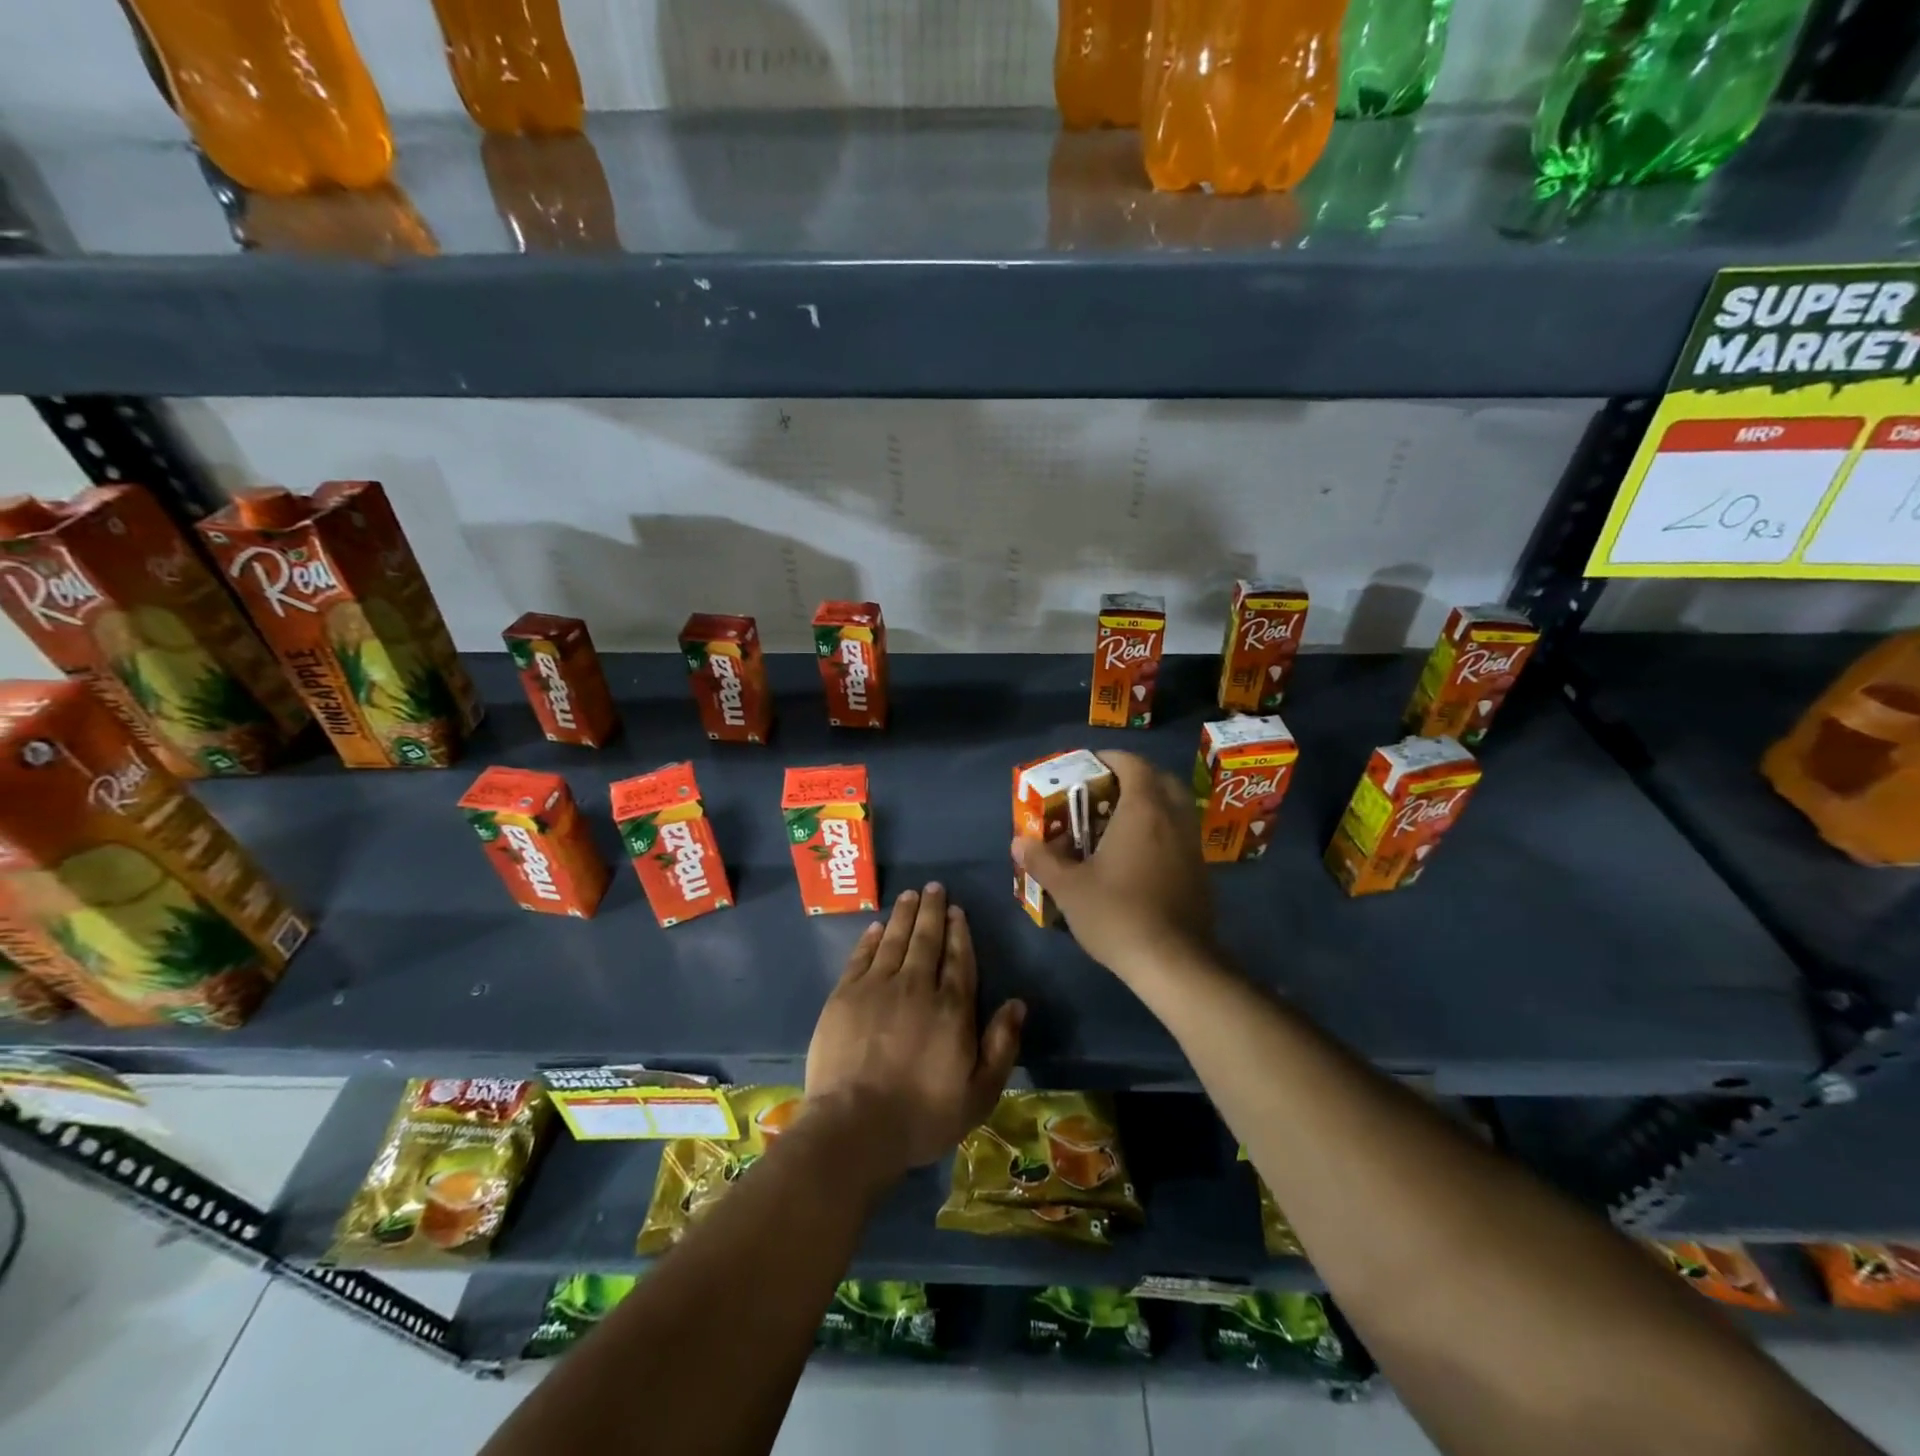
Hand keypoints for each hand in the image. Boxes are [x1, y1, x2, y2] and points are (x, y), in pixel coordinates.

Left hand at [805, 884, 1024, 1181]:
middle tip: (933, 887)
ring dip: (904, 915)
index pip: (958, 959)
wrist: (855, 1127)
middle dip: (932, 911)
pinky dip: (871, 938)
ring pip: (895, 940)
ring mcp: (877, 987)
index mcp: (952, 1009)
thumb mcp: (979, 1094)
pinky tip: (878, 926)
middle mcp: (916, 986)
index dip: (958, 932)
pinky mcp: (845, 995)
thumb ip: (1001, 1046)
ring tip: (910, 894)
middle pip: (926, 940)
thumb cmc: (923, 1116)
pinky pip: (862, 956)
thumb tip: (1017, 1003)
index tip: (956, 910)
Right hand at [1011, 750, 1214, 982]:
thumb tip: (1018, 842)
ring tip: (1116, 824)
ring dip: (1149, 805)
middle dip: (1132, 778)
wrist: (1174, 963)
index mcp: (1143, 810)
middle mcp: (1173, 818)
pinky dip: (1160, 831)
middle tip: (1102, 793)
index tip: (1087, 767)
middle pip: (1159, 779)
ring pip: (1173, 808)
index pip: (1132, 764)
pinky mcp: (1200, 871)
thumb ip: (1042, 860)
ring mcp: (1192, 845)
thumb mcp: (1069, 888)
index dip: (1109, 759)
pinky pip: (1180, 834)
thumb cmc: (1118, 914)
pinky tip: (1137, 858)